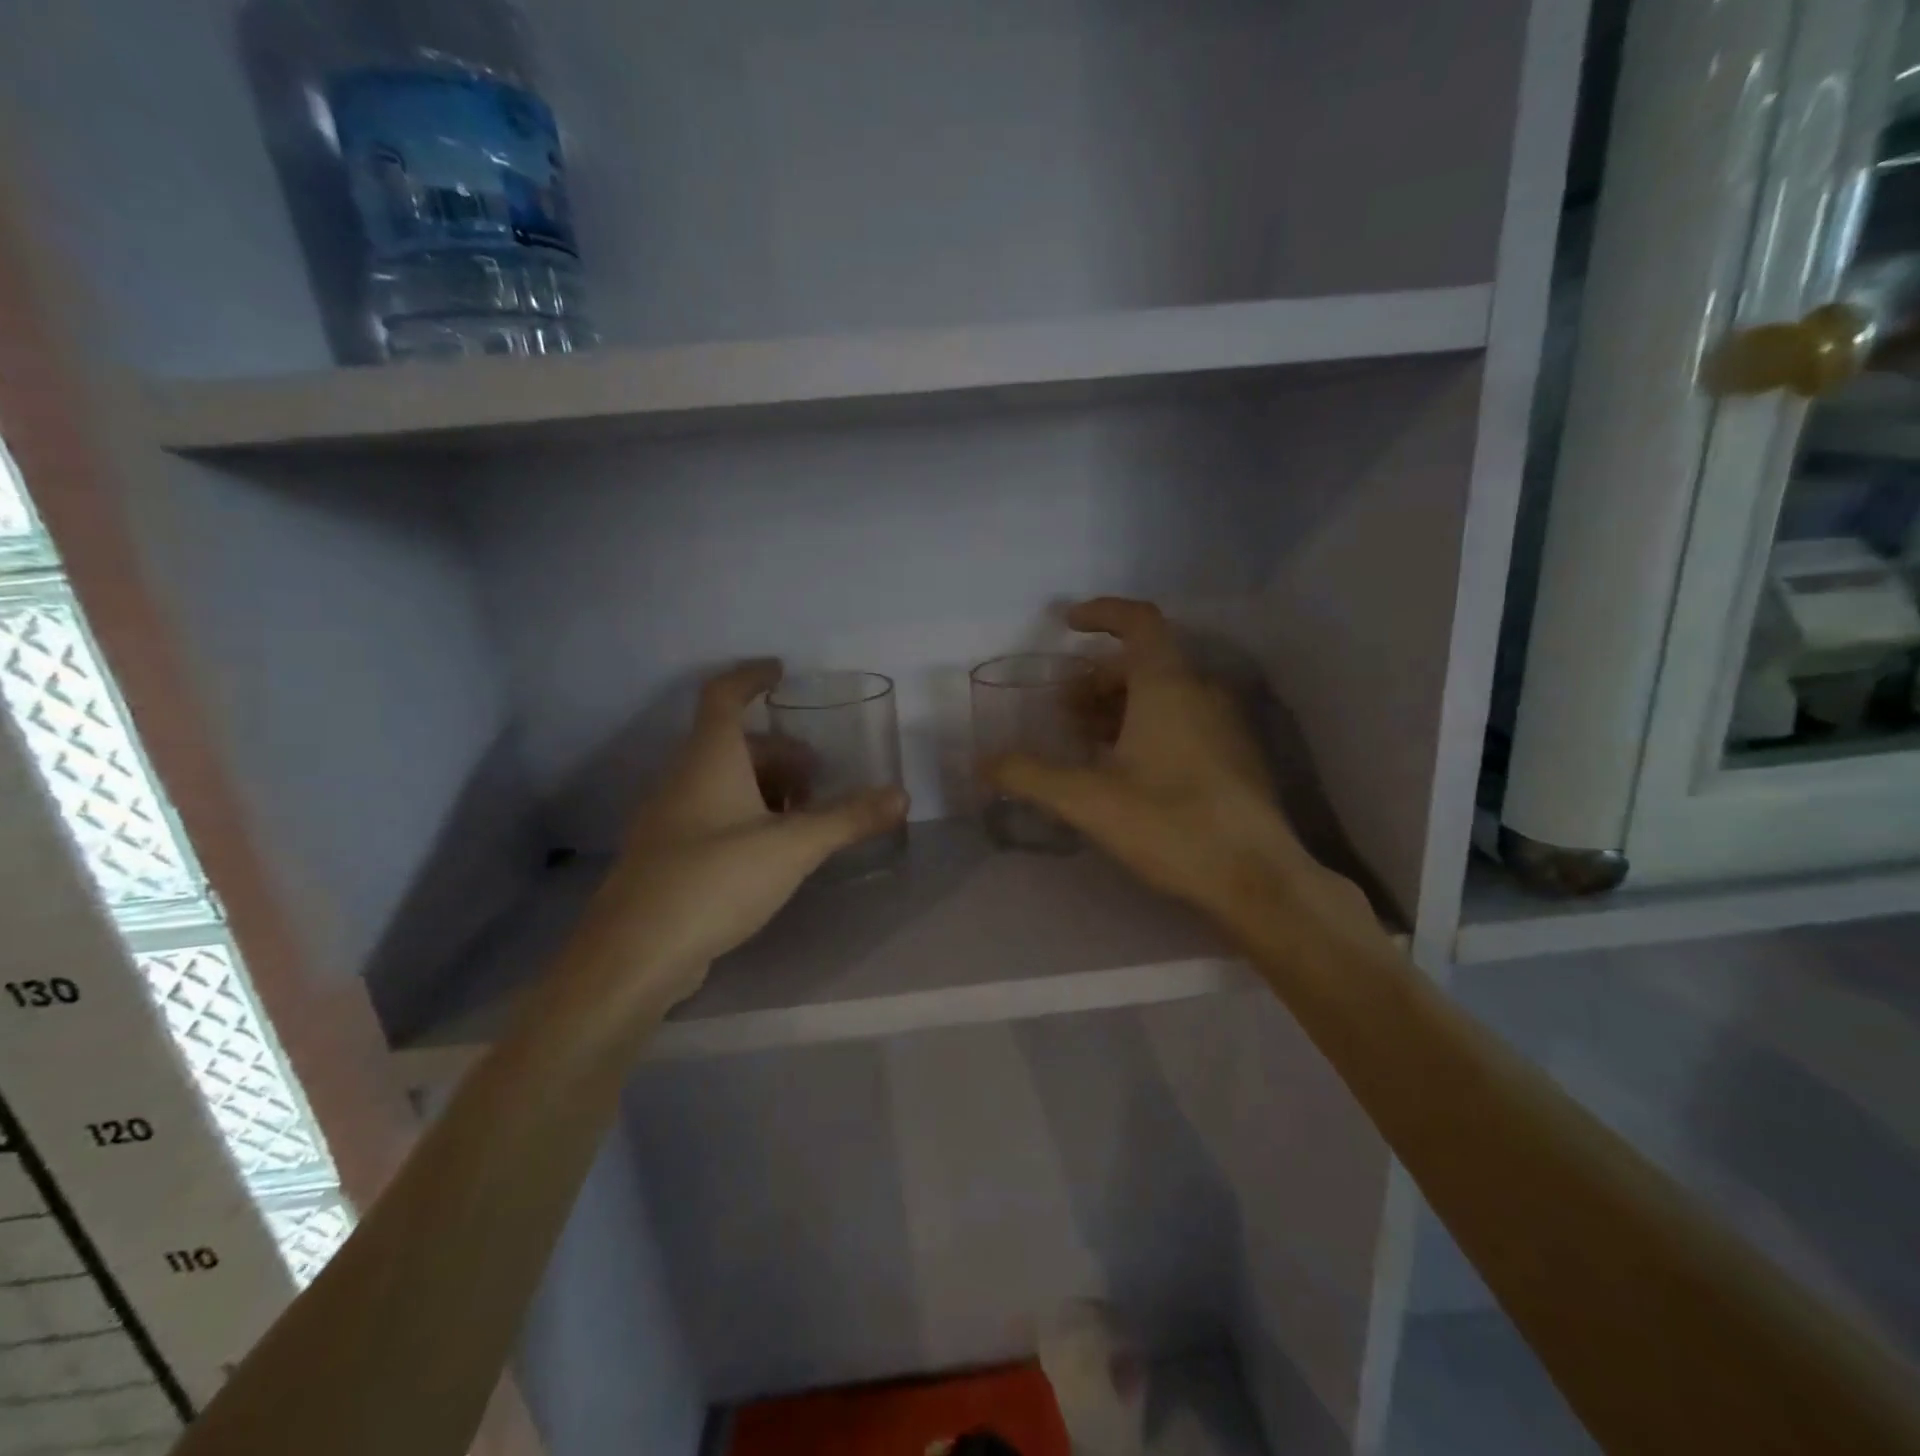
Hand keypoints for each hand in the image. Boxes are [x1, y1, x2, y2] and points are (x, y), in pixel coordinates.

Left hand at [565, 661, 908, 1010]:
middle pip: (731, 745)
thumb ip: (847, 818)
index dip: (751, 676)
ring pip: (721, 783)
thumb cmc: (714, 881)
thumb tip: (901, 795)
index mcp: (708, 760)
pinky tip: (771, 851)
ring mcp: (668, 820)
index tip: (782, 671)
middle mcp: (681, 780)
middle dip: (778, 752)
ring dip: (764, 786)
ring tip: (803, 816)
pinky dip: (746, 816)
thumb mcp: (792, 846)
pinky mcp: (667, 858)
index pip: (723, 696)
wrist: (633, 956)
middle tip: (818, 775)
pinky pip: (711, 816)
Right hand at [987, 599, 1340, 936]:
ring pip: (1165, 694)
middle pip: (1145, 662)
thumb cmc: (1171, 825)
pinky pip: (1184, 720)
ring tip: (1086, 740)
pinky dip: (1147, 726)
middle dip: (1098, 677)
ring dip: (1121, 705)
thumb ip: (1030, 777)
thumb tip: (984, 764)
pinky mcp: (1234, 757)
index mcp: (1168, 687)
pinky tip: (1126, 770)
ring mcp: (1224, 725)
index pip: (1139, 622)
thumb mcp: (1088, 801)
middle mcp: (1201, 693)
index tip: (1067, 624)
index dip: (1102, 613)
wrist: (1257, 878)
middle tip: (1064, 708)